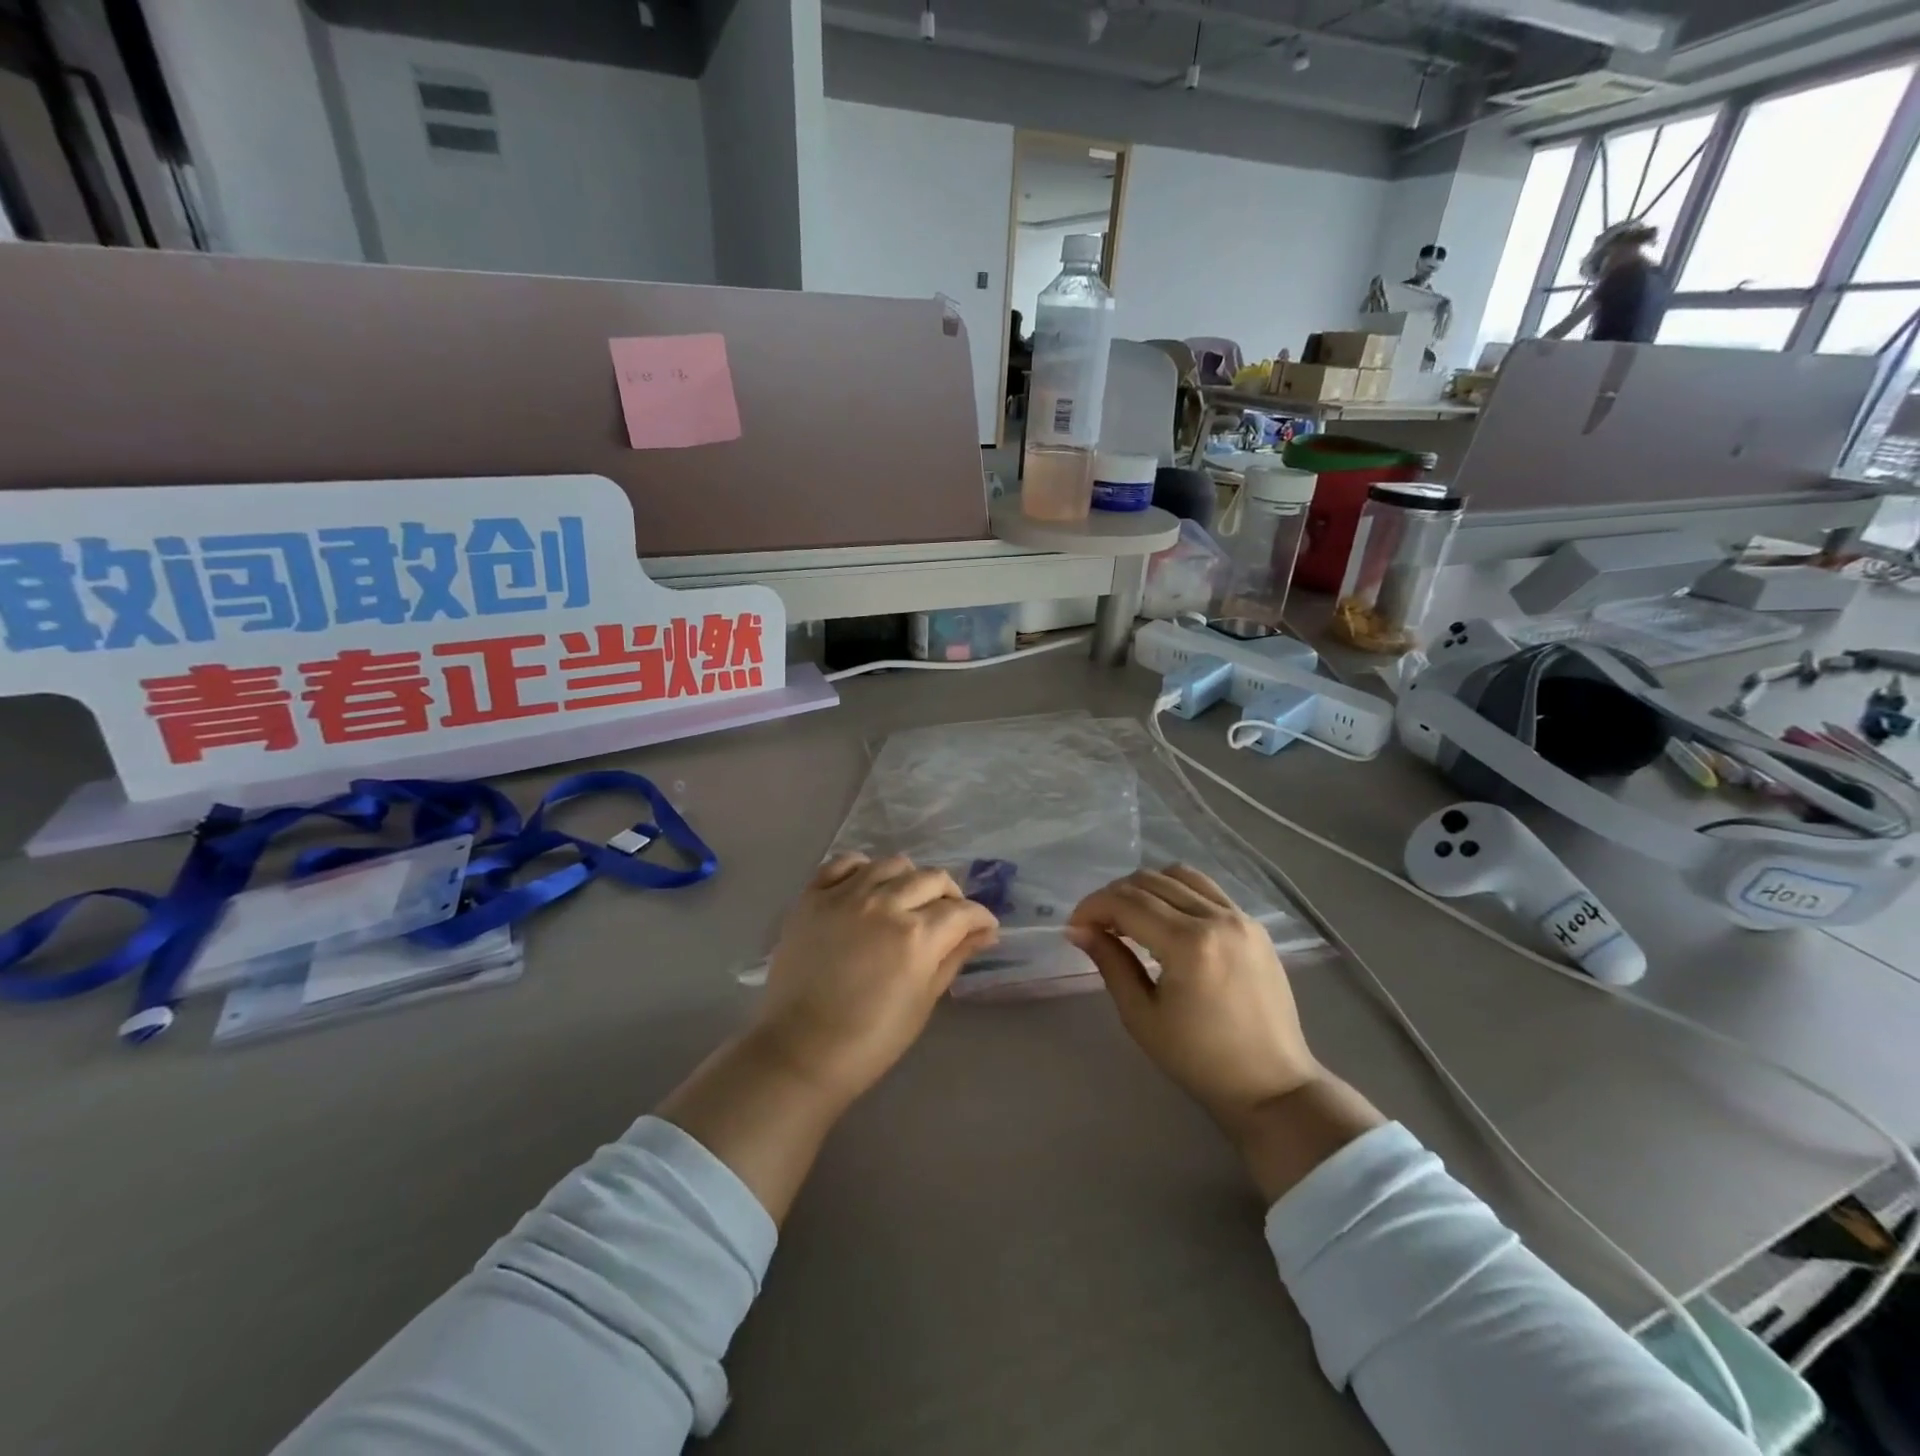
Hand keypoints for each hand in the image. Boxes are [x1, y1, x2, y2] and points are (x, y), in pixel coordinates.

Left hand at [752, 853, 999, 1107]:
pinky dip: (863, 868)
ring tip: (907, 900)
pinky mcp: (813, 897)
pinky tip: (867, 886)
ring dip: (909, 879)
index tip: (984, 927)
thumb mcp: (923, 1000)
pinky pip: (844, 863)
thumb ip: (954, 957)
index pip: (962, 911)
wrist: (800, 1051)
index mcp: (917, 936)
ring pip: (892, 864)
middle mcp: (884, 904)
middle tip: (948, 917)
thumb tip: (985, 933)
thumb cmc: (871, 1039)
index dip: (980, 917)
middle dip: (950, 896)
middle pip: (931, 879)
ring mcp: (845, 896)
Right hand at [1068, 866, 1382, 1203]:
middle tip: (1095, 925)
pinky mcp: (1253, 925)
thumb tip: (1078, 930)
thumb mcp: (1142, 1016)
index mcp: (1188, 944)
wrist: (1272, 1086)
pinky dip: (1176, 892)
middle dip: (1113, 897)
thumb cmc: (1200, 1060)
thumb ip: (1110, 963)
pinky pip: (1205, 889)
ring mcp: (1240, 917)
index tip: (1074, 927)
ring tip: (1129, 917)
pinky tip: (1164, 918)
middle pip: (1149, 882)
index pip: (1126, 903)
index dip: (1092, 907)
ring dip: (1144, 888)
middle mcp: (1216, 918)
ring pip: (1178, 876)